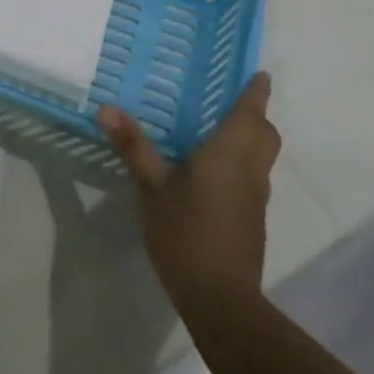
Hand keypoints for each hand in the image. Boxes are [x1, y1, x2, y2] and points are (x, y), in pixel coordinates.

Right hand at [98, 72, 278, 322]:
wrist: (221, 299)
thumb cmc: (187, 234)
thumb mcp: (152, 188)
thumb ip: (134, 147)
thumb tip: (107, 108)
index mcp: (230, 154)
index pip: (251, 113)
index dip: (256, 92)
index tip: (259, 74)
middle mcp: (250, 170)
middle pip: (266, 135)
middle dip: (257, 116)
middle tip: (232, 101)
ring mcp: (255, 198)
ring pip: (262, 157)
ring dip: (252, 139)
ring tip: (220, 130)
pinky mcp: (252, 220)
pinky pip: (253, 177)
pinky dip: (243, 163)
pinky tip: (213, 172)